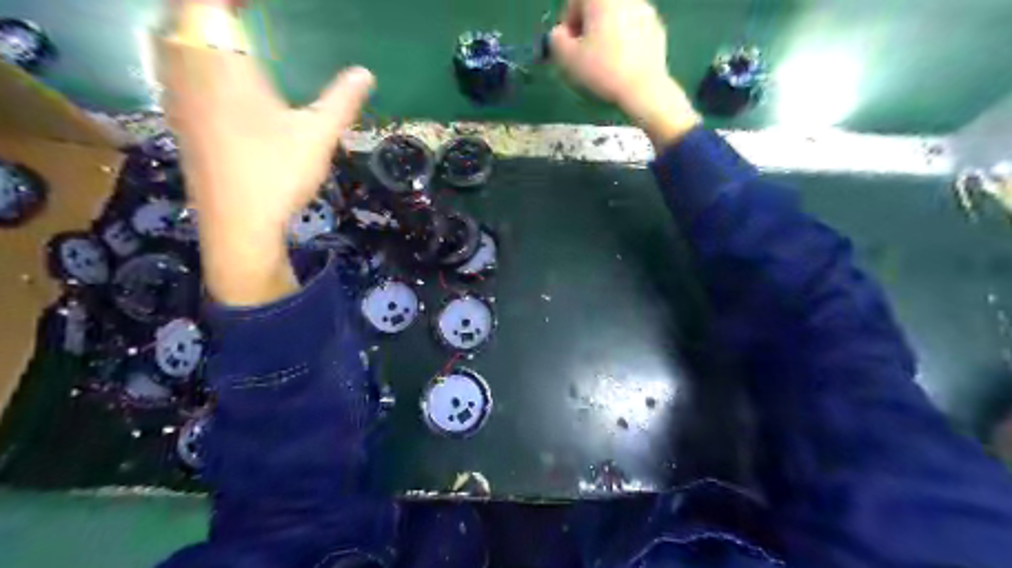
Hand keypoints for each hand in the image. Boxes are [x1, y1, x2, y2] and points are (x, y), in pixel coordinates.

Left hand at [159, 2, 372, 306]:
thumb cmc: (278, 174)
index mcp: (223, 64)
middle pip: (181, 16)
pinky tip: (211, 74)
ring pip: (168, 40)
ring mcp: (177, 96)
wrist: (238, 224)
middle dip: (211, 10)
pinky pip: (169, 68)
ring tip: (228, 35)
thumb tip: (366, 73)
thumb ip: (341, 100)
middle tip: (246, 17)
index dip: (230, 1)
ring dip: (193, 28)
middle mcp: (189, 70)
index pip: (208, 4)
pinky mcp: (177, 119)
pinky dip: (185, 55)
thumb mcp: (319, 136)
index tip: (256, 7)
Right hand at [551, 0, 701, 144]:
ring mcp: (645, 11)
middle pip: (598, 8)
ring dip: (607, 34)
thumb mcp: (567, 59)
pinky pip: (633, 30)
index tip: (568, 46)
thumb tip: (560, 34)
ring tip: (604, 62)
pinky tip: (622, 65)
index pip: (575, 1)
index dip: (567, 23)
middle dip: (588, 28)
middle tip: (584, 55)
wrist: (643, 88)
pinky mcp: (657, 28)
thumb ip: (556, 41)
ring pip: (616, 19)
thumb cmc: (602, 70)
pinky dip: (625, 42)